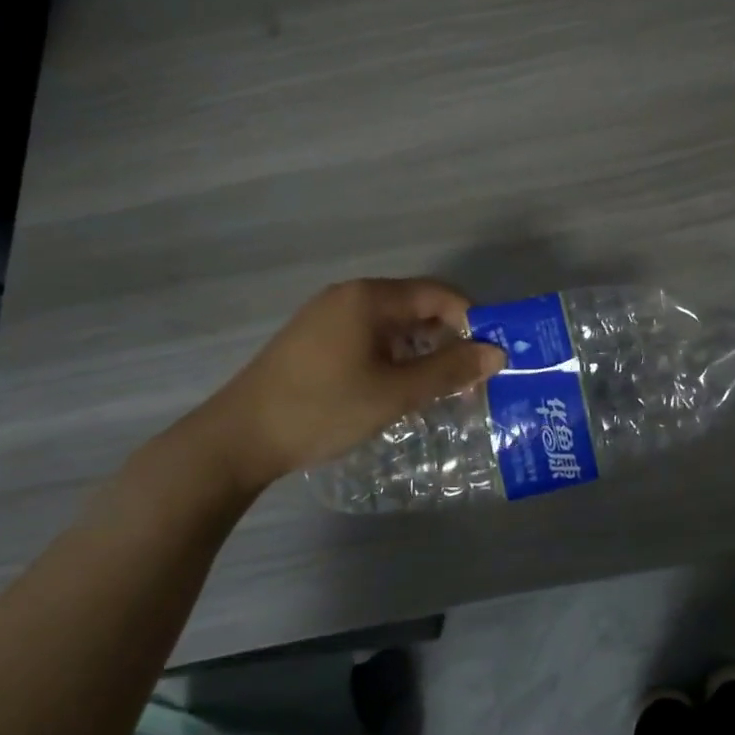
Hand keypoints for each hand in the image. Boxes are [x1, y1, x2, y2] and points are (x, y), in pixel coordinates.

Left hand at [177, 278, 506, 497]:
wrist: (236, 440)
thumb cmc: (323, 408)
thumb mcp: (395, 393)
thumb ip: (449, 370)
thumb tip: (497, 354)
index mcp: (370, 297)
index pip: (439, 294)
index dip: (472, 319)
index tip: (491, 355)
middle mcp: (349, 296)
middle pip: (416, 306)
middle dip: (448, 338)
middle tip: (470, 377)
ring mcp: (326, 316)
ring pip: (393, 325)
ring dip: (422, 350)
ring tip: (440, 387)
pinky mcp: (313, 340)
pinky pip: (369, 337)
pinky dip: (394, 356)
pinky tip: (398, 388)